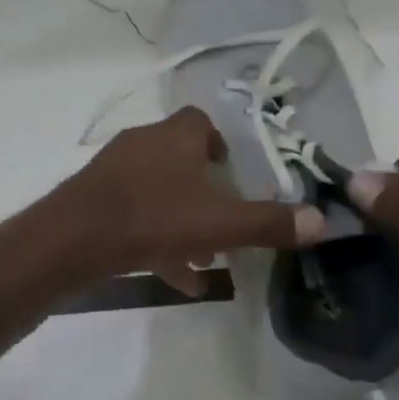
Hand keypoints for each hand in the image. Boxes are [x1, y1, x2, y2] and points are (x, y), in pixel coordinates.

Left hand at [57, 108, 327, 295]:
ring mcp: (114, 172)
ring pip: (158, 193)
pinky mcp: (95, 200)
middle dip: (205, 193)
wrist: (75, 238)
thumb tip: (323, 221)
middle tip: (224, 221)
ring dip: (183, 222)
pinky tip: (177, 277)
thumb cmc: (154, 217)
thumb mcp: (220, 224)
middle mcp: (143, 144)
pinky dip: (156, 240)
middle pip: (180, 161)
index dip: (220, 144)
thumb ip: (269, 223)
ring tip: (205, 259)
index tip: (234, 173)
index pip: (200, 122)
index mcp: (174, 136)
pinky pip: (134, 215)